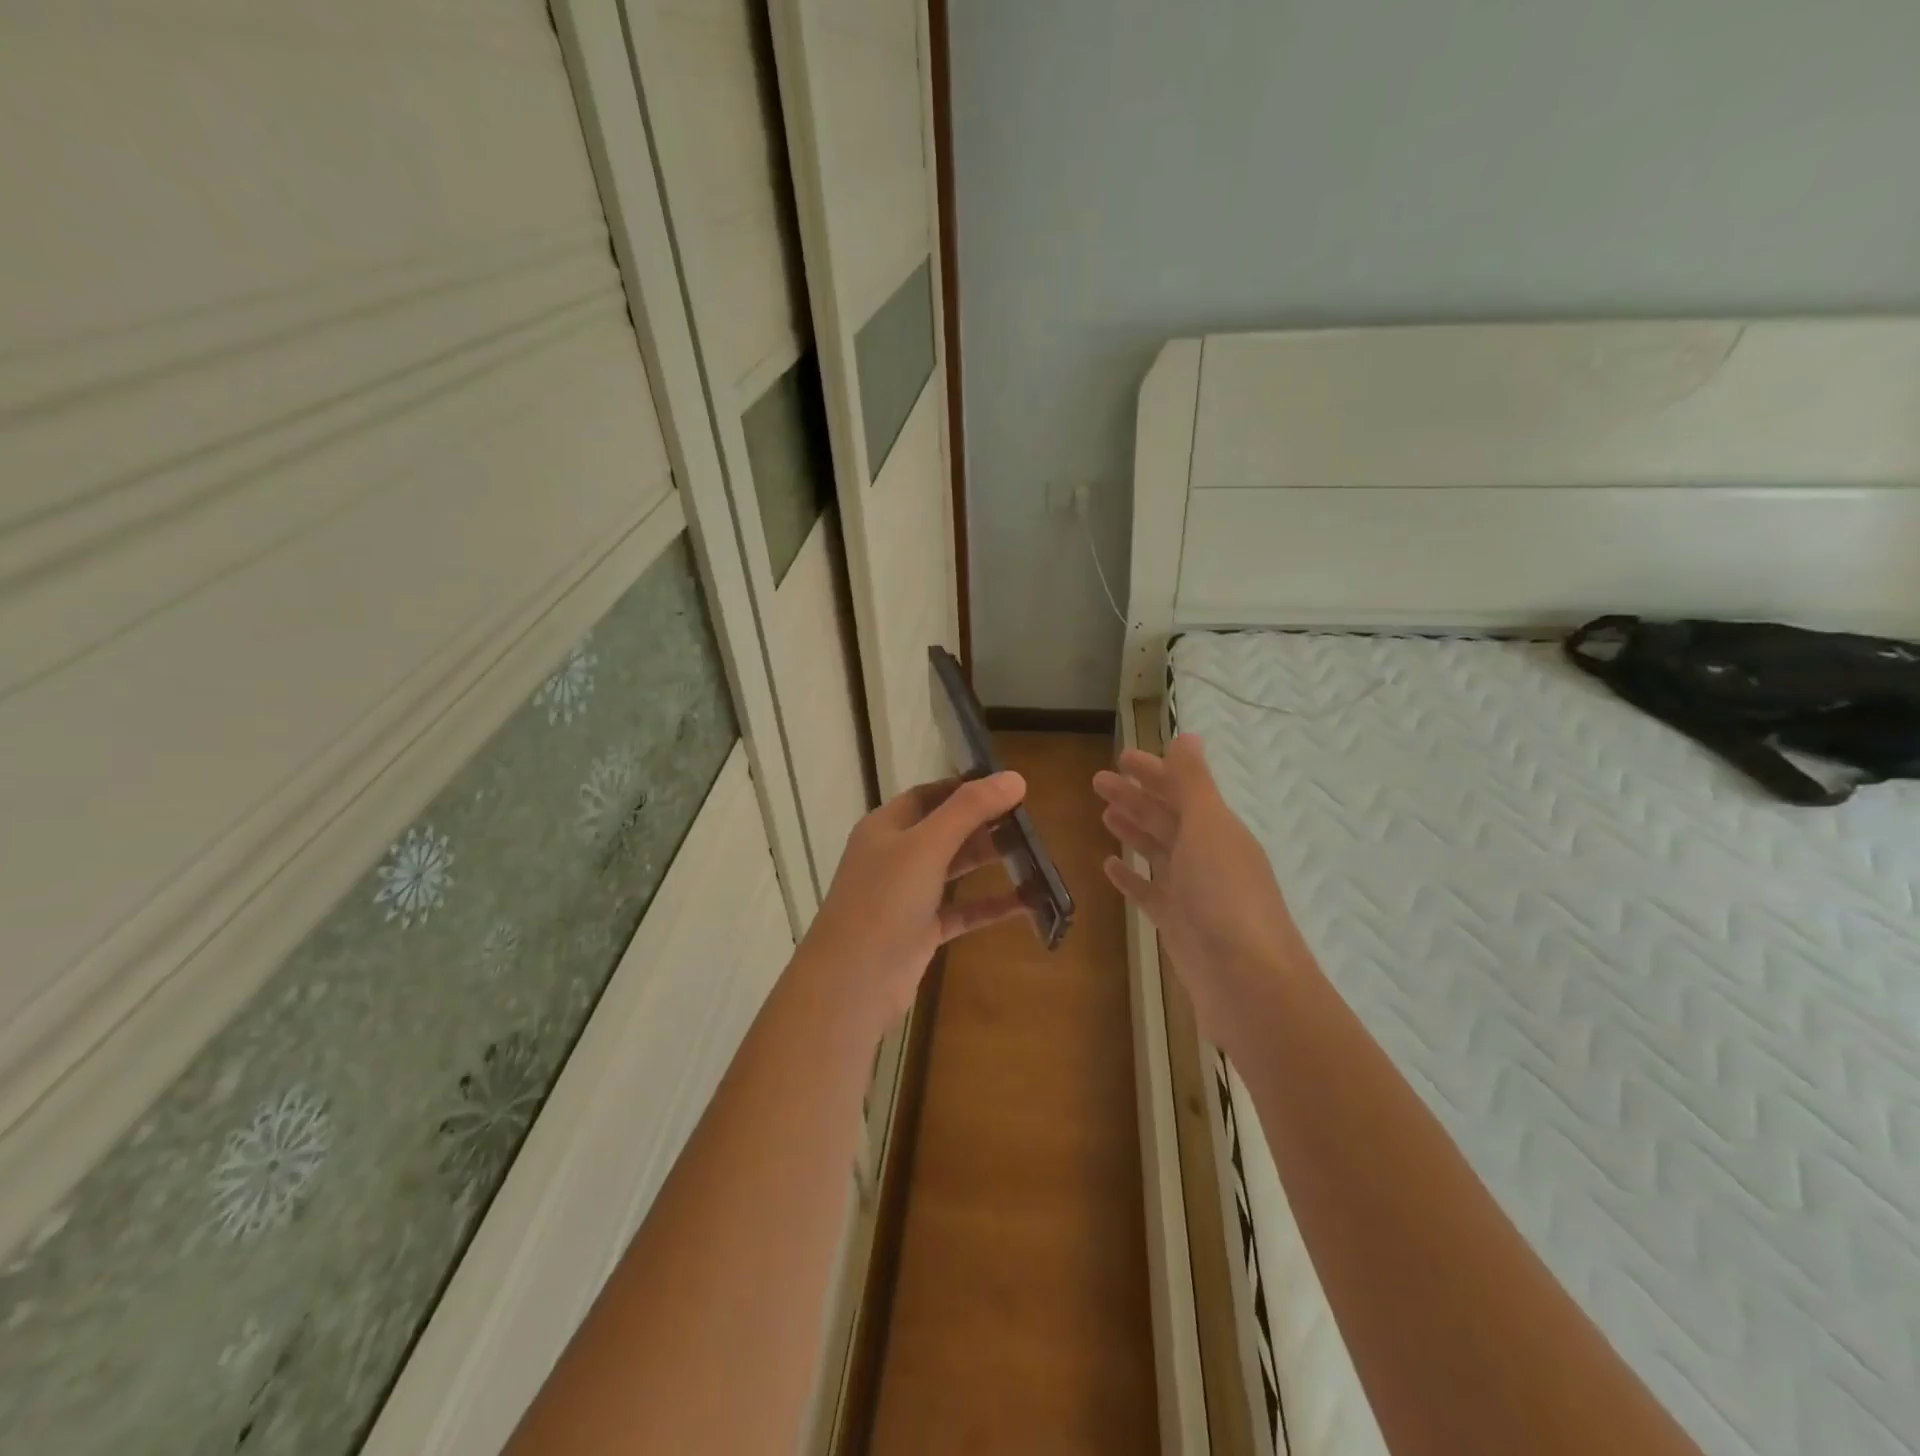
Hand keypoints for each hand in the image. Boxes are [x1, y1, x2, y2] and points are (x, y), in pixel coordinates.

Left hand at [799, 772, 1029, 1033]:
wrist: (852, 982)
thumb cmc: (884, 900)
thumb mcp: (927, 845)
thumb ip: (969, 810)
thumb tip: (1014, 777)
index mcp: (885, 827)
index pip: (928, 795)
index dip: (964, 788)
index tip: (1006, 788)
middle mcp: (894, 857)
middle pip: (944, 831)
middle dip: (983, 825)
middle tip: (1028, 821)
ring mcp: (907, 896)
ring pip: (953, 870)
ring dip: (988, 861)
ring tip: (1034, 853)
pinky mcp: (921, 932)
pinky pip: (961, 911)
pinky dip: (990, 905)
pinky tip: (1027, 901)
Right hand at [1094, 735, 1309, 1057]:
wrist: (1249, 985)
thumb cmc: (1226, 897)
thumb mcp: (1209, 829)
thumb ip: (1193, 783)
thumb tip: (1187, 735)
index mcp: (1218, 829)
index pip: (1181, 789)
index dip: (1153, 771)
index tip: (1120, 757)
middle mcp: (1208, 856)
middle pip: (1167, 818)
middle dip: (1135, 797)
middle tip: (1097, 781)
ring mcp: (1193, 892)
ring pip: (1157, 852)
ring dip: (1133, 830)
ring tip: (1104, 814)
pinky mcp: (1179, 925)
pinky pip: (1150, 892)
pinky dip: (1131, 876)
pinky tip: (1109, 865)